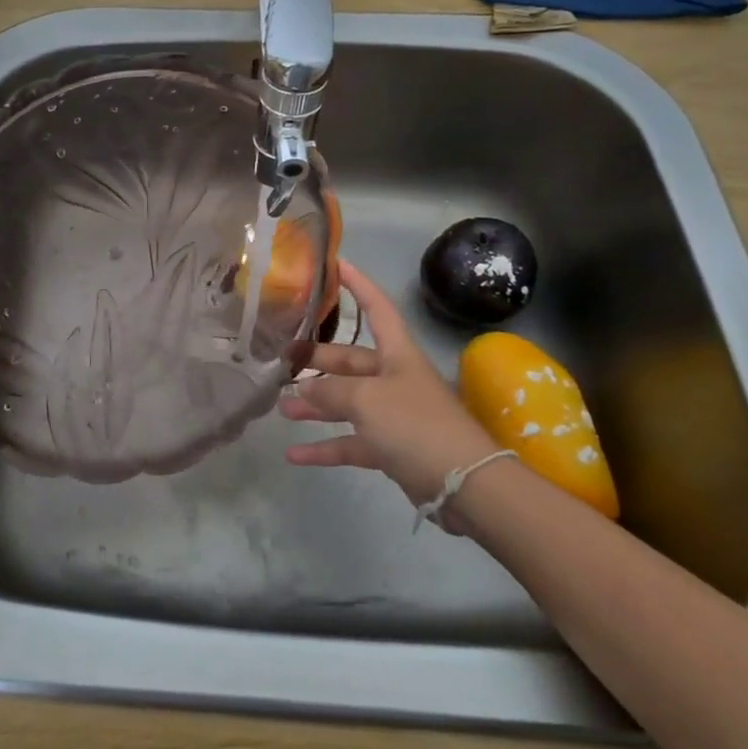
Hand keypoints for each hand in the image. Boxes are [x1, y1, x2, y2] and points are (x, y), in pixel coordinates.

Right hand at [280, 259, 504, 529]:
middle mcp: (395, 379)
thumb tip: (304, 391)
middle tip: (282, 362)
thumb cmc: (415, 424)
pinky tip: (294, 455)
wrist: (465, 484)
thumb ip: (331, 392)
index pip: (377, 309)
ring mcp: (394, 415)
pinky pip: (351, 442)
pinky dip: (325, 447)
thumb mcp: (367, 400)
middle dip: (318, 362)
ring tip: (281, 408)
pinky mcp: (392, 448)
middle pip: (351, 361)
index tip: (337, 264)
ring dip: (316, 407)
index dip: (358, 286)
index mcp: (397, 354)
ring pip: (347, 403)